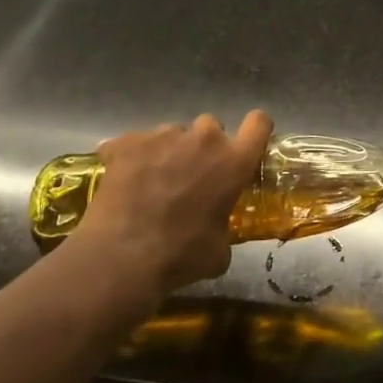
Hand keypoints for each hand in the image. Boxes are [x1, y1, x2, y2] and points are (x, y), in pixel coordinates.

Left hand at [67, 110, 272, 299]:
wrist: (123, 258)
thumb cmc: (181, 256)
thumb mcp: (219, 250)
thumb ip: (223, 226)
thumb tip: (216, 230)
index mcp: (234, 162)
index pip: (259, 123)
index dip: (254, 129)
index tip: (245, 144)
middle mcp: (204, 140)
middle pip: (211, 126)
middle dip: (204, 146)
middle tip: (191, 175)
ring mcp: (164, 137)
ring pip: (172, 133)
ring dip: (169, 151)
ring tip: (152, 181)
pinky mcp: (127, 142)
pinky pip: (134, 142)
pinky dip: (131, 156)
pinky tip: (123, 181)